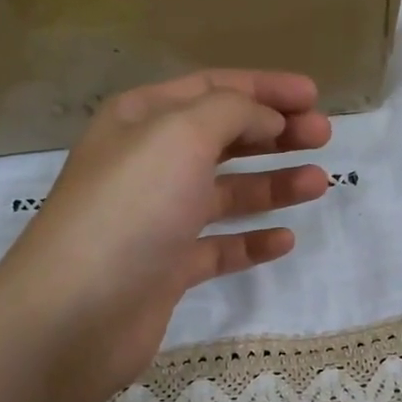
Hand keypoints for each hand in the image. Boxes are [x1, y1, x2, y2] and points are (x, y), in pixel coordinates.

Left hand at [0, 70, 330, 401]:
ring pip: (226, 192)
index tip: (314, 96)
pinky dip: (251, 241)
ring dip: (272, 184)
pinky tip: (284, 240)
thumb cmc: (130, 208)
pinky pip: (219, 247)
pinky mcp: (167, 268)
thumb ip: (232, 112)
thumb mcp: (181, 135)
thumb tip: (267, 118)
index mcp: (141, 120)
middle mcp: (148, 163)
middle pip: (223, 137)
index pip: (212, 89)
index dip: (265, 88)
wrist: (77, 313)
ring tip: (319, 183)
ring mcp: (157, 218)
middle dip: (275, 133)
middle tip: (324, 136)